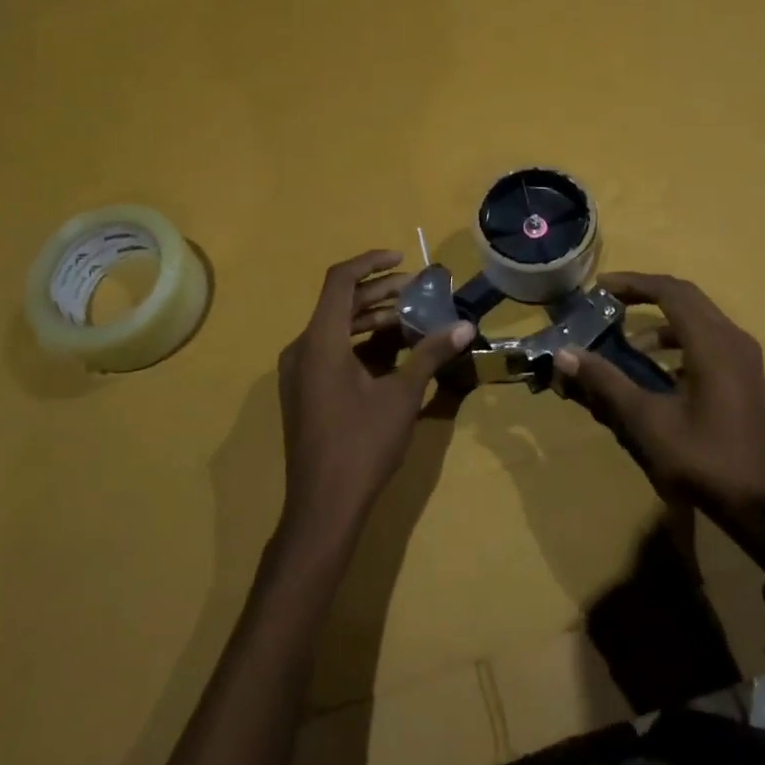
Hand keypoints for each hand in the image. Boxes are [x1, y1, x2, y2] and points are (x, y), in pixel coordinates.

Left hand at [276, 250, 473, 550]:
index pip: (340, 280)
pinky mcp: (303, 391)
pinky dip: (359, 343)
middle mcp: (301, 349)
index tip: (403, 259)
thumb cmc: (362, 444)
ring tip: (411, 319)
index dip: (371, 262)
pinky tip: (391, 352)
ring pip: (335, 328)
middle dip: (379, 293)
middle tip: (417, 291)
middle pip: (339, 303)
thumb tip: (465, 327)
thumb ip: (431, 355)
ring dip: (371, 319)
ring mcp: (298, 372)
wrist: (323, 505)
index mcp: (320, 341)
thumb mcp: (402, 396)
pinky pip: (329, 351)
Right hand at [554, 272, 764, 554]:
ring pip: (698, 320)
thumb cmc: (703, 459)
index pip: (670, 292)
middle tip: (608, 302)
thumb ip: (606, 382)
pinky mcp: (743, 377)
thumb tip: (565, 354)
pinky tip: (657, 371)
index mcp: (713, 344)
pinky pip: (707, 341)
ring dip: (661, 322)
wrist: (761, 504)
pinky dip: (678, 343)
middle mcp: (733, 340)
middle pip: (686, 298)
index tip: (599, 288)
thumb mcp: (646, 421)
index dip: (633, 283)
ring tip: (627, 344)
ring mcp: (743, 359)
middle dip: (645, 295)